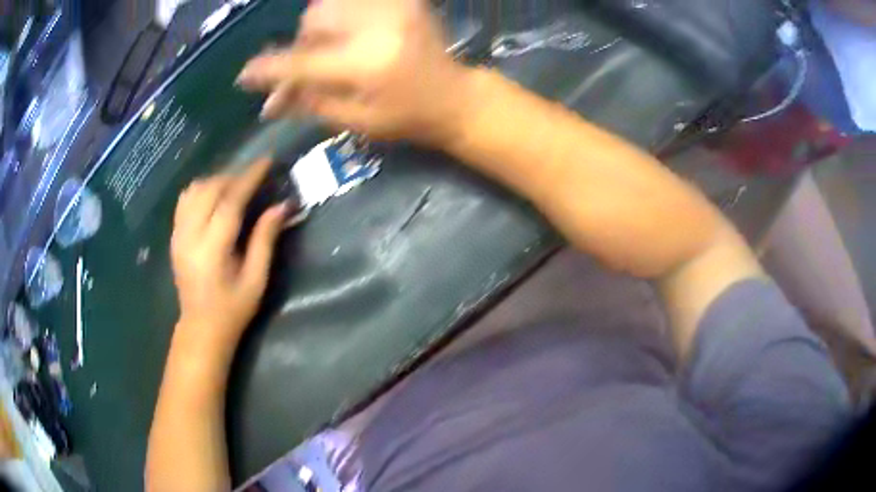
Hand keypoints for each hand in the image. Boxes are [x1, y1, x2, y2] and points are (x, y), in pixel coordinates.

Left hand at [170, 158, 286, 365]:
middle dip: (234, 177)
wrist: (201, 328)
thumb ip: (266, 239)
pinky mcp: (174, 236)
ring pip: (194, 190)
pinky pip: (184, 200)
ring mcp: (178, 235)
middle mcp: (190, 236)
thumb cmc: (233, 309)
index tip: (267, 161)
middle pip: (210, 189)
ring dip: (216, 181)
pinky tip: (214, 197)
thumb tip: (282, 205)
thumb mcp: (256, 279)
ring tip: (234, 188)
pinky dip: (200, 190)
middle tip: (254, 179)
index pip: (230, 202)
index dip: (249, 178)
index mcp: (212, 249)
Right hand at [236, 0, 474, 146]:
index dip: (268, 69)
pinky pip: (352, 0)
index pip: (302, 62)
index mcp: (366, 65)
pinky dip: (339, 14)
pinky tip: (346, 34)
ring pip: (328, 5)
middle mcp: (378, 28)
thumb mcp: (355, 120)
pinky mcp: (403, 1)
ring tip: (329, 50)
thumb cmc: (407, 117)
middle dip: (301, 44)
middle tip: (306, 66)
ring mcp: (394, 8)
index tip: (244, 76)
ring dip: (318, 27)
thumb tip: (269, 103)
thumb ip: (310, 103)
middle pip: (312, 21)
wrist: (455, 96)